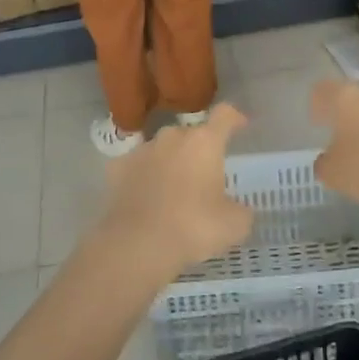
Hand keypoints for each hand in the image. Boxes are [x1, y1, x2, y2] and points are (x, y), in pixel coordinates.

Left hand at [97, 105, 254, 280]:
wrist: (137, 244)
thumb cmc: (193, 228)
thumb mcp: (234, 225)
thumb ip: (241, 210)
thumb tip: (238, 209)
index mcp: (204, 142)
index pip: (224, 115)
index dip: (235, 117)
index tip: (240, 126)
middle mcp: (172, 137)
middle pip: (191, 134)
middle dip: (199, 150)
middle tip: (204, 177)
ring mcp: (142, 150)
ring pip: (163, 149)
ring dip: (171, 162)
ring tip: (174, 191)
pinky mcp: (117, 167)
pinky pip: (138, 166)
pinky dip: (144, 177)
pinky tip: (146, 198)